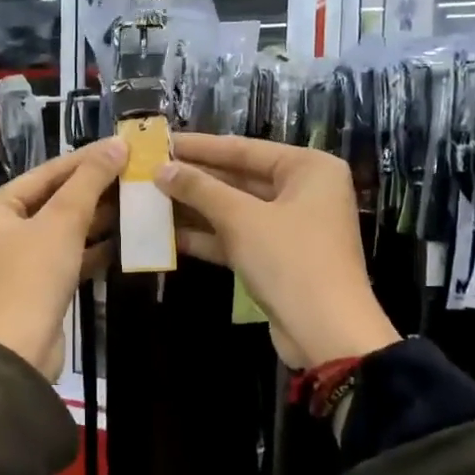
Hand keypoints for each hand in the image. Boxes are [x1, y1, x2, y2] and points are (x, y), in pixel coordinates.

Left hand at [0, 139, 126, 378]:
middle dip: (94, 189)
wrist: (21, 348)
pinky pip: (67, 255)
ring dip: (97, 218)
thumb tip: (116, 144)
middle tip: (133, 173)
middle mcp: (0, 229)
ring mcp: (18, 259)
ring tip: (135, 201)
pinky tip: (125, 238)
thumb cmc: (34, 275)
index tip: (121, 145)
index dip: (86, 159)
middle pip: (54, 200)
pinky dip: (92, 247)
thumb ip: (90, 181)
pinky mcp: (37, 284)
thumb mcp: (63, 221)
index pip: (46, 173)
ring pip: (63, 229)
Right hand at [156, 133, 399, 368]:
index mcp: (309, 169)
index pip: (244, 149)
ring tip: (149, 200)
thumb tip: (161, 169)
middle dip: (194, 179)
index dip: (199, 147)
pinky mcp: (277, 258)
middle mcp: (304, 192)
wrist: (326, 332)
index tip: (161, 142)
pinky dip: (207, 236)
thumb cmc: (290, 260)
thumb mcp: (241, 219)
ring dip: (195, 208)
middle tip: (149, 171)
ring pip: (235, 210)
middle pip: (239, 178)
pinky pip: (238, 237)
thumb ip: (200, 190)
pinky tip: (167, 235)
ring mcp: (291, 227)